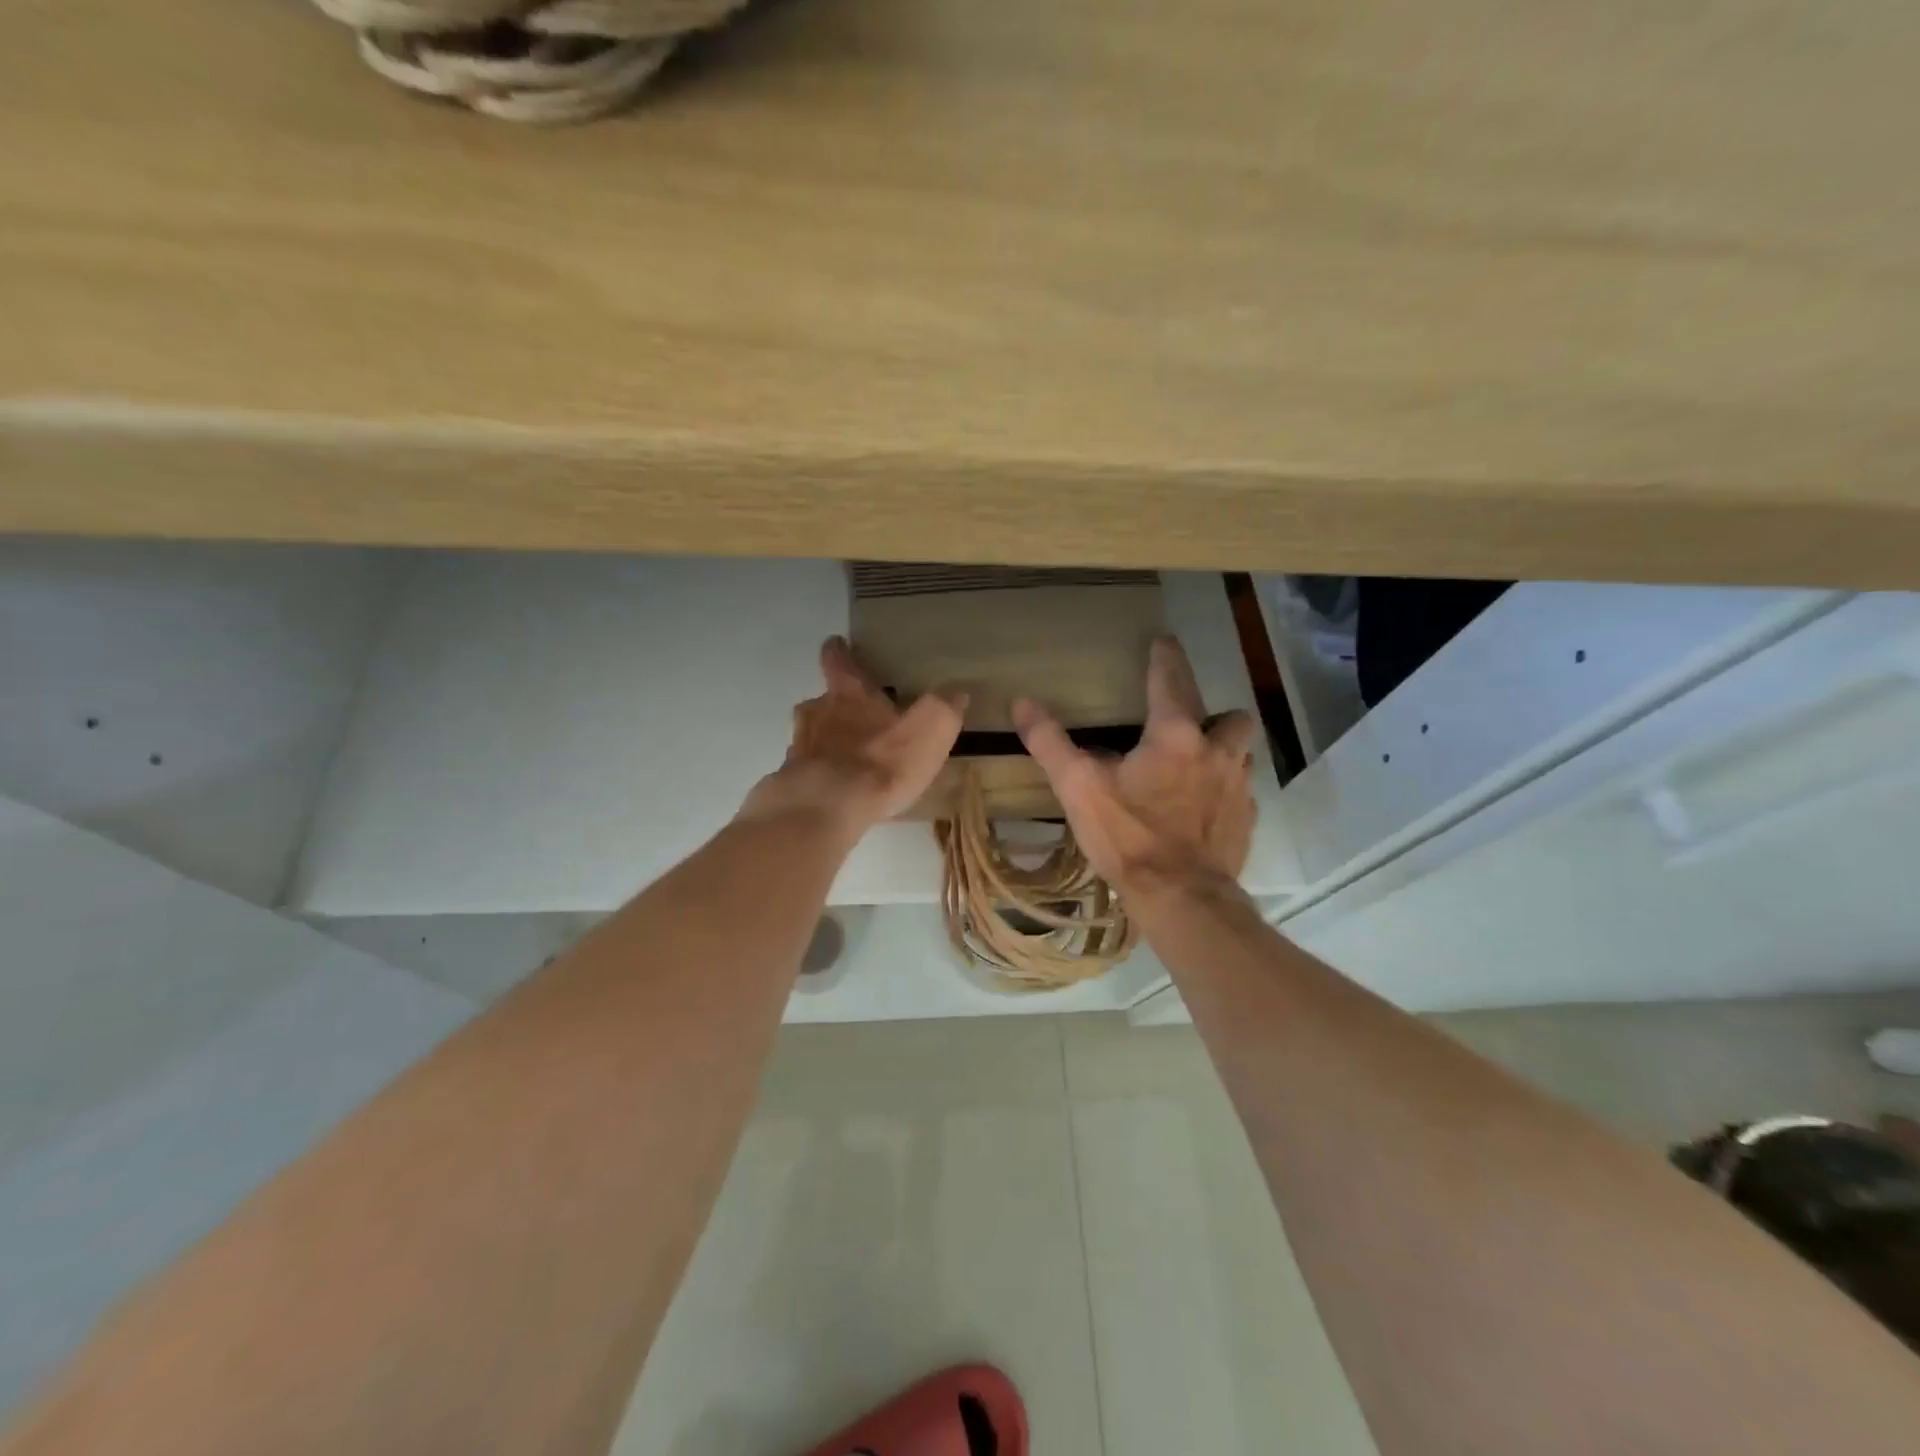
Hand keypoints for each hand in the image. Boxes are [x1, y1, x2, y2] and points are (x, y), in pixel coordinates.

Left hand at [741, 636, 966, 832]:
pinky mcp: (791, 782)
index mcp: (849, 694)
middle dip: (836, 704)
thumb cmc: (880, 763)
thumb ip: (942, 709)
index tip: (838, 644)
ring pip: (810, 735)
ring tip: (847, 756)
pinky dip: (820, 774)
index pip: (838, 661)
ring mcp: (799, 748)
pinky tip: (836, 789)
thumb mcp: (928, 731)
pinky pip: (807, 771)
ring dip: (825, 740)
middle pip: (821, 700)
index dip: (839, 651)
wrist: (825, 808)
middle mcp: (817, 713)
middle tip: (856, 714)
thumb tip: (956, 692)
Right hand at [1013, 635, 1256, 898]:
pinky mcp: (1246, 821)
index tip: (1163, 641)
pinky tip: (1204, 810)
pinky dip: (1225, 793)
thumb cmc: (1128, 836)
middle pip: (1230, 717)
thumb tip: (1021, 703)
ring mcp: (1238, 788)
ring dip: (1223, 752)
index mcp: (1175, 735)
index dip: (1165, 657)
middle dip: (1212, 714)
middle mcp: (1216, 752)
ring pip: (1241, 754)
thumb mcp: (1078, 788)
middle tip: (1187, 726)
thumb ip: (1050, 742)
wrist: (1181, 898)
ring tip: (1197, 766)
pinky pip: (1242, 794)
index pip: (1172, 679)